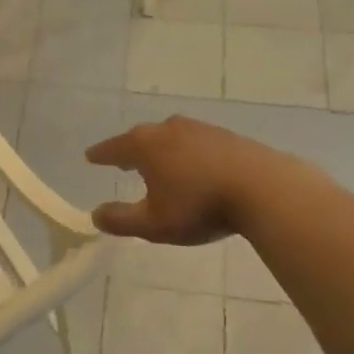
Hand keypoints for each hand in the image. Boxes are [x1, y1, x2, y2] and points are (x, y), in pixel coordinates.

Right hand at [85, 116, 275, 243]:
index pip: (114, 148)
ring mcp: (200, 129)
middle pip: (142, 137)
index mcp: (146, 145)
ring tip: (158, 164)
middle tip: (122, 161)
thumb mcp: (154, 224)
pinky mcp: (226, 136)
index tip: (90, 157)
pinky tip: (194, 167)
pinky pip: (195, 142)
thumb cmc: (200, 205)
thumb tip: (95, 214)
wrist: (263, 188)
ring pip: (170, 137)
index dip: (101, 155)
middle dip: (130, 150)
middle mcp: (169, 129)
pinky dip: (186, 153)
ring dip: (161, 150)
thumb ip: (121, 219)